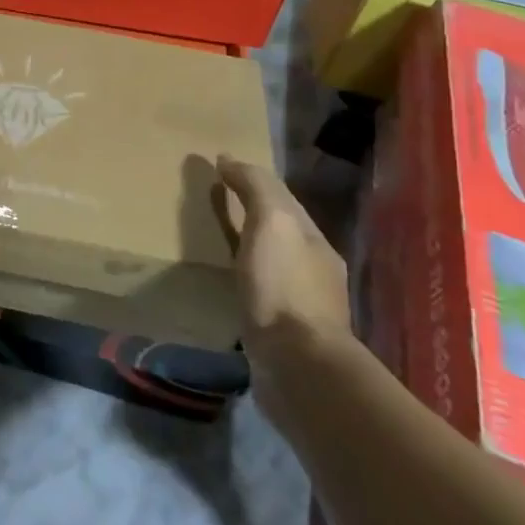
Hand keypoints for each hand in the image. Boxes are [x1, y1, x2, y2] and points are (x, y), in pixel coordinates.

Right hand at [215, 156, 351, 375]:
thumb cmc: (283, 287)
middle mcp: (313, 267)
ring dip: (247, 247)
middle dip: (250, 212)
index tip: (218, 167)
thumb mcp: (271, 222)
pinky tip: (228, 284)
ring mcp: (301, 303)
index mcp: (312, 238)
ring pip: (270, 261)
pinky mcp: (283, 332)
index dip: (250, 178)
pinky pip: (260, 291)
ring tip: (213, 241)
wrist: (298, 366)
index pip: (280, 196)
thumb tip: (230, 159)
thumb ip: (255, 188)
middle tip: (212, 201)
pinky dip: (244, 278)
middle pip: (278, 228)